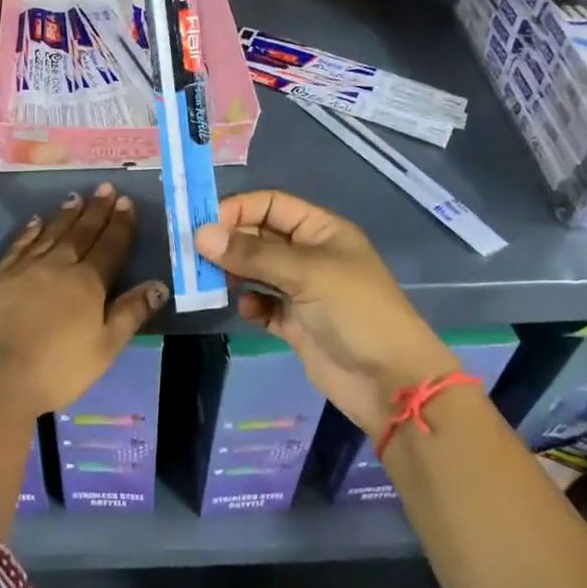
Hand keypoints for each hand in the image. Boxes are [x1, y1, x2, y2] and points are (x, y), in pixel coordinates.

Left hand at [0, 184, 167, 416]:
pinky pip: (20, 245)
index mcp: (88, 283)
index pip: (109, 246)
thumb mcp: (105, 347)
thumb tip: (159, 285)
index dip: (120, 224)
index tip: (126, 202)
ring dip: (66, 215)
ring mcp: (26, 268)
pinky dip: (30, 231)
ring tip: (76, 198)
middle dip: (96, 210)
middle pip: (81, 233)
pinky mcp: (0, 276)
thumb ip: (131, 313)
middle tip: (105, 188)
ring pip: (51, 233)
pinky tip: (36, 222)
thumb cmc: (58, 368)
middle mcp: (58, 266)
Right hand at [196, 190, 459, 436]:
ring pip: (257, 270)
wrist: (390, 382)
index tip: (204, 224)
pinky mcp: (296, 323)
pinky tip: (247, 309)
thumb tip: (200, 235)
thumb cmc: (355, 312)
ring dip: (234, 272)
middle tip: (196, 255)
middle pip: (259, 236)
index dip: (238, 209)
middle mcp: (310, 255)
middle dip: (229, 242)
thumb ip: (252, 254)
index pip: (271, 205)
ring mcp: (303, 290)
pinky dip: (251, 303)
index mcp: (321, 231)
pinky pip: (263, 304)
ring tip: (211, 281)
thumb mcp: (306, 273)